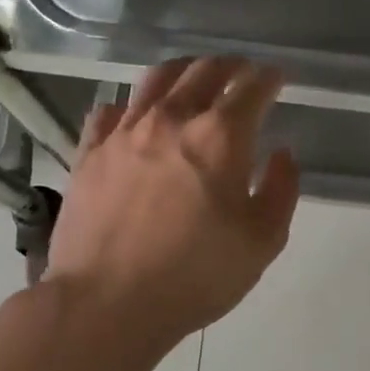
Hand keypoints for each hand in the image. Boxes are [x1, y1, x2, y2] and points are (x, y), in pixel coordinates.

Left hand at [42, 57, 300, 345]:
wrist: (106, 304)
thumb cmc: (195, 276)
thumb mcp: (262, 242)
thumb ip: (280, 190)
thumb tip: (281, 154)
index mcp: (220, 137)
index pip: (251, 88)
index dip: (269, 77)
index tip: (277, 78)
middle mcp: (171, 119)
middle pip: (203, 71)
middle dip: (230, 66)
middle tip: (241, 73)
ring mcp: (124, 132)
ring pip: (155, 79)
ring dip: (183, 71)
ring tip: (193, 77)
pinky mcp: (88, 152)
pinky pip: (110, 110)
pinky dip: (131, 105)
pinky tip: (134, 116)